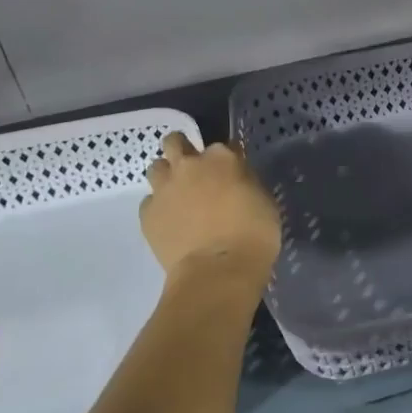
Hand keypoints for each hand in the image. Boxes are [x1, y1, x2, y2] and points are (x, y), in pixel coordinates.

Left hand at [141, 132, 281, 284]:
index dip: (227, 159)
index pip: (223, 146)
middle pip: (175, 142)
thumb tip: (235, 180)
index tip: (231, 173)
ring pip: (156, 167)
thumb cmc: (253, 235)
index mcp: (222, 158)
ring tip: (177, 194)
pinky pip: (149, 201)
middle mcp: (189, 165)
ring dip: (166, 176)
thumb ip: (245, 182)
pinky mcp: (148, 214)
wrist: (218, 270)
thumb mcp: (263, 200)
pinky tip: (170, 222)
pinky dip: (159, 207)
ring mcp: (165, 188)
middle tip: (192, 168)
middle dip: (182, 149)